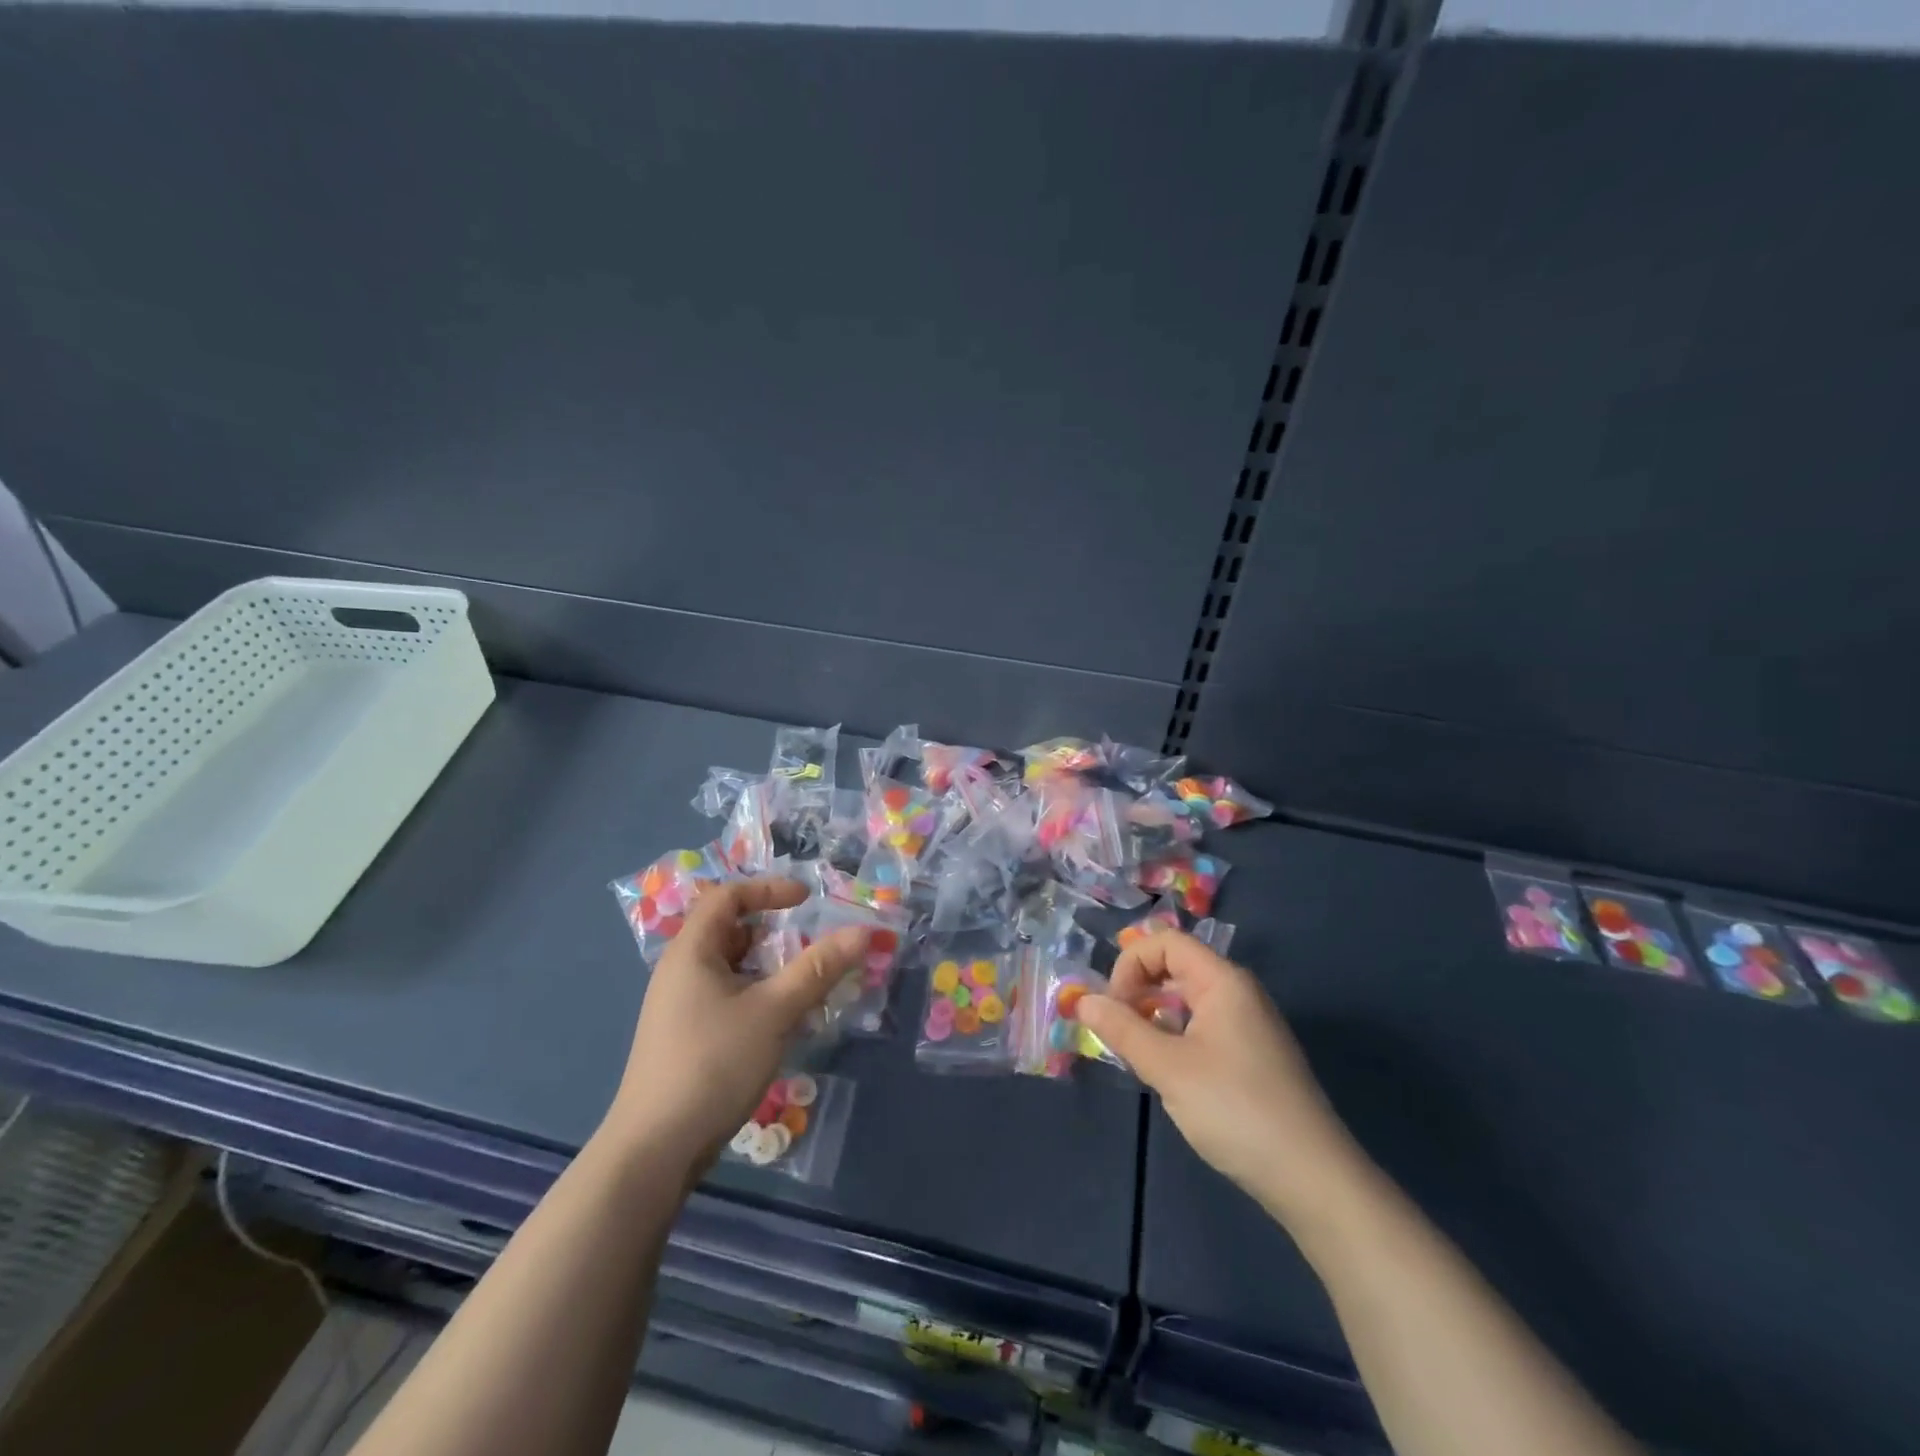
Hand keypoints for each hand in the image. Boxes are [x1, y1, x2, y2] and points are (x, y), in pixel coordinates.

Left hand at [605, 877, 866, 1167]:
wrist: (655, 1151)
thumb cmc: (713, 1064)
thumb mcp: (774, 1011)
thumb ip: (818, 969)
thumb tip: (864, 932)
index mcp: (692, 951)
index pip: (727, 895)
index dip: (768, 889)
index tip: (807, 900)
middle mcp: (681, 971)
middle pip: (732, 931)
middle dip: (777, 932)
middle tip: (815, 945)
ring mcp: (681, 1007)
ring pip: (734, 968)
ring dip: (772, 969)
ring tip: (808, 985)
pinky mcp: (688, 1037)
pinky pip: (729, 998)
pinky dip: (760, 997)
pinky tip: (784, 1023)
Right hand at [1078, 931, 1365, 1223]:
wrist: (1313, 1179)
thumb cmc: (1236, 1110)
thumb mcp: (1168, 1068)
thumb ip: (1122, 1029)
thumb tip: (1083, 1000)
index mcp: (1223, 981)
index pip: (1165, 942)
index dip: (1130, 964)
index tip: (1113, 1007)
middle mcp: (1238, 993)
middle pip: (1176, 967)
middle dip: (1138, 990)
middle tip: (1117, 1032)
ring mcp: (1249, 1025)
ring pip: (1187, 1000)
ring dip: (1154, 1017)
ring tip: (1137, 1055)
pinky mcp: (1252, 1056)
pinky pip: (1202, 1026)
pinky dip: (1175, 1037)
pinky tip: (1168, 1074)